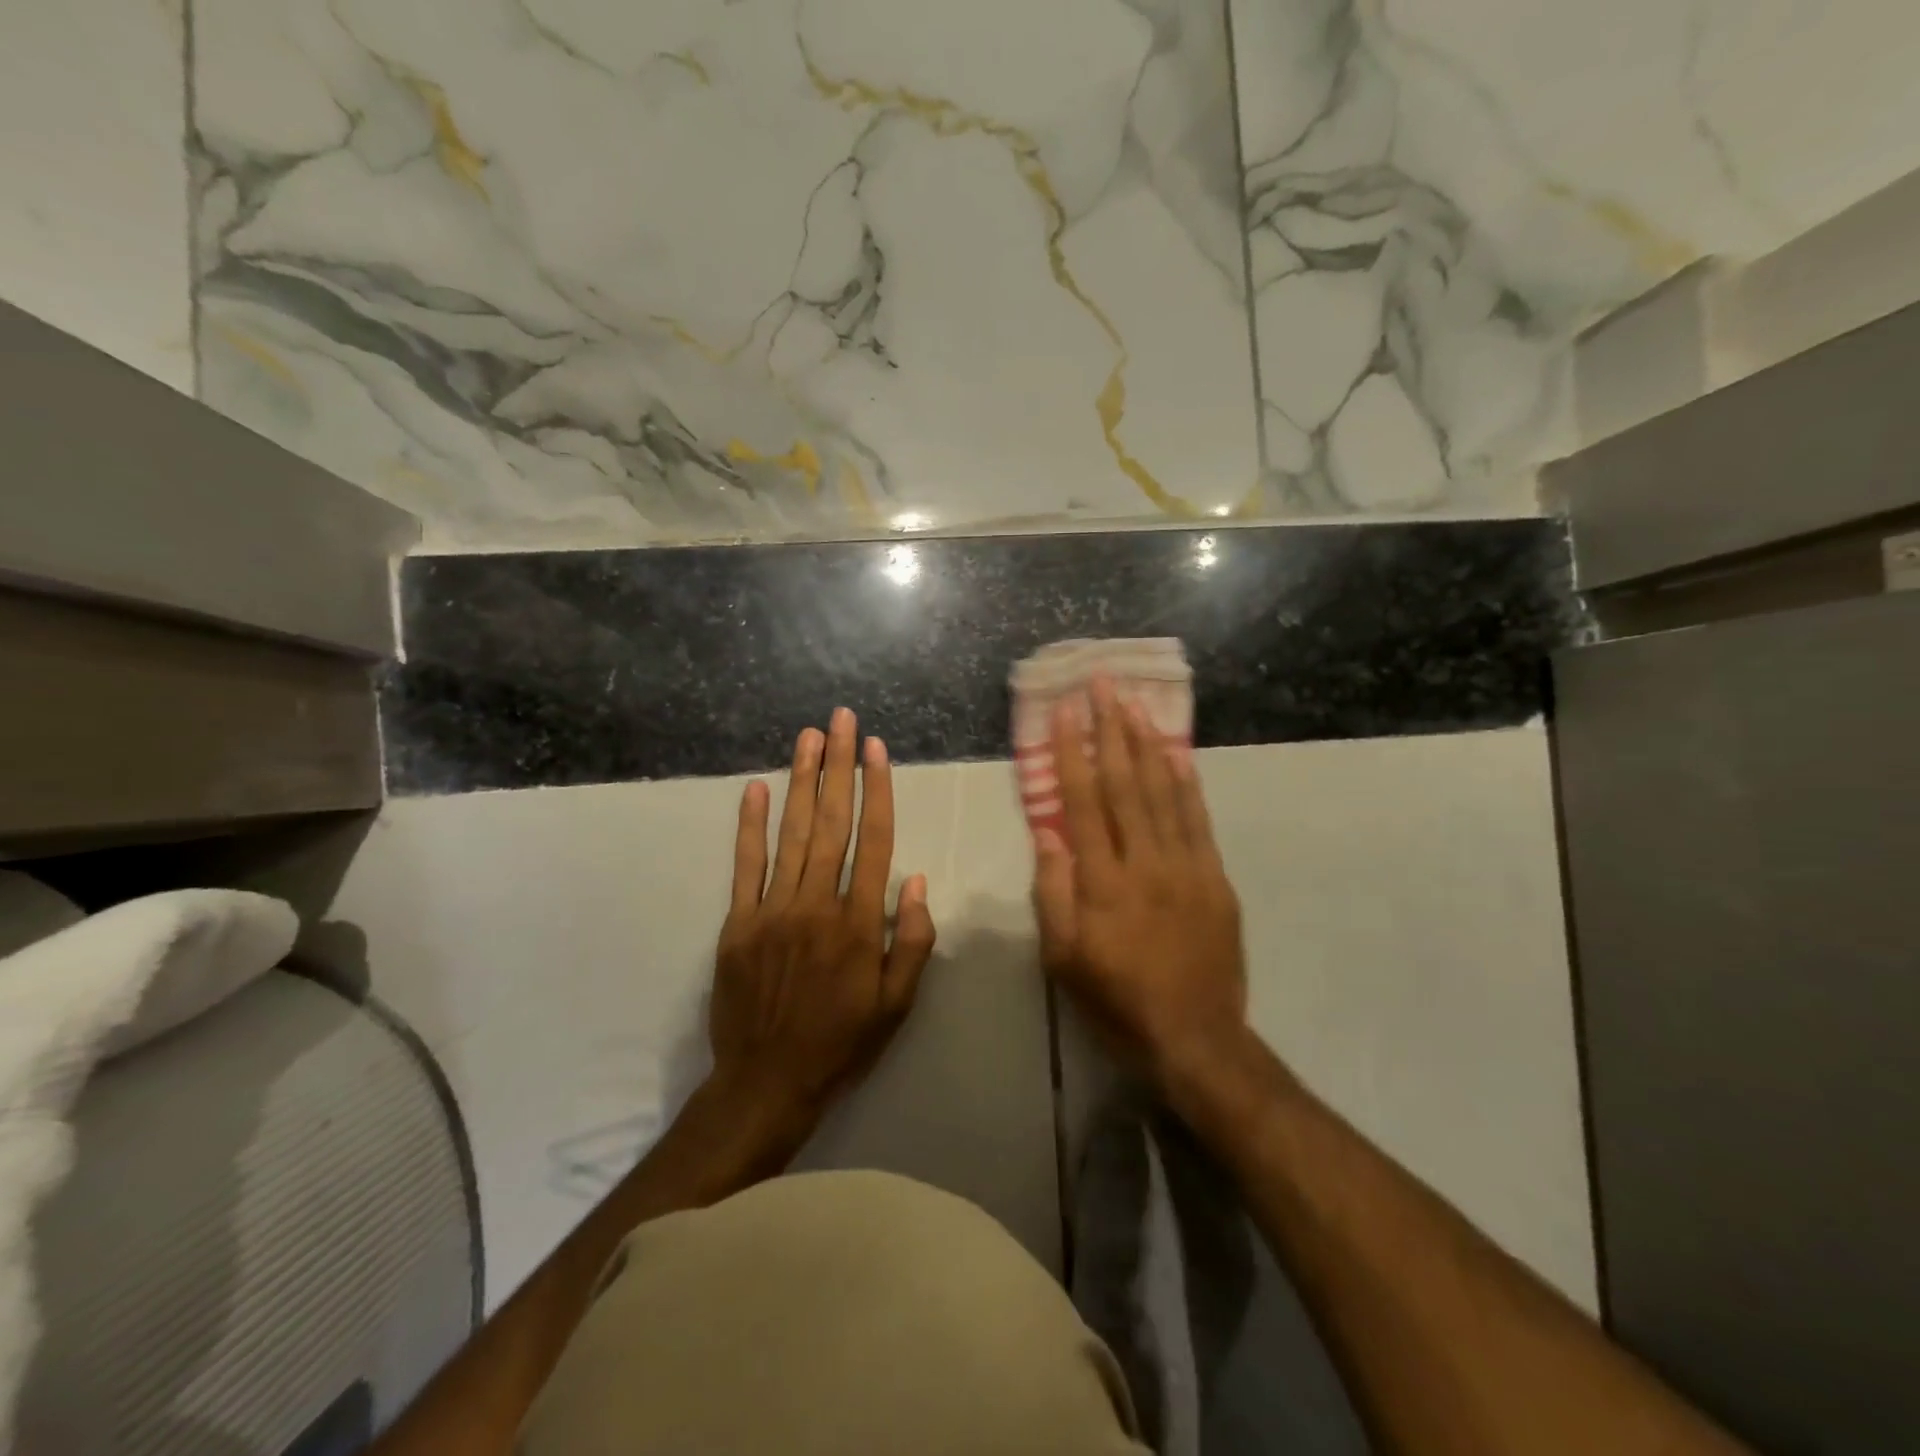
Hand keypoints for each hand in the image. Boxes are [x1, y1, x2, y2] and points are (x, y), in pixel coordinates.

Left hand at [707, 707, 937, 1137]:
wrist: (767, 1082)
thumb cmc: (842, 1042)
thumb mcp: (897, 1004)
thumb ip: (911, 940)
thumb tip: (915, 878)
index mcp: (859, 922)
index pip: (873, 840)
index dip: (876, 789)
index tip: (874, 749)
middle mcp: (817, 904)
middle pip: (832, 822)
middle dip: (837, 765)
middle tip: (840, 720)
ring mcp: (773, 910)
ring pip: (791, 833)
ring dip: (801, 781)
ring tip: (807, 737)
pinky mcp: (739, 922)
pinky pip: (745, 865)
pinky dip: (749, 825)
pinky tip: (754, 788)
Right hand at [1032, 676, 1248, 1090]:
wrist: (1196, 1038)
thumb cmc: (1117, 999)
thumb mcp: (1064, 959)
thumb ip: (1054, 893)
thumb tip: (1047, 832)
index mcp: (1103, 882)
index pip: (1083, 803)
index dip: (1071, 754)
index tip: (1064, 713)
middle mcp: (1145, 862)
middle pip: (1125, 784)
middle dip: (1110, 729)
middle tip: (1103, 685)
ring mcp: (1186, 867)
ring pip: (1163, 792)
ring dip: (1146, 743)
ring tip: (1134, 703)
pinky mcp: (1215, 878)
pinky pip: (1198, 820)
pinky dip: (1186, 782)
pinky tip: (1175, 753)